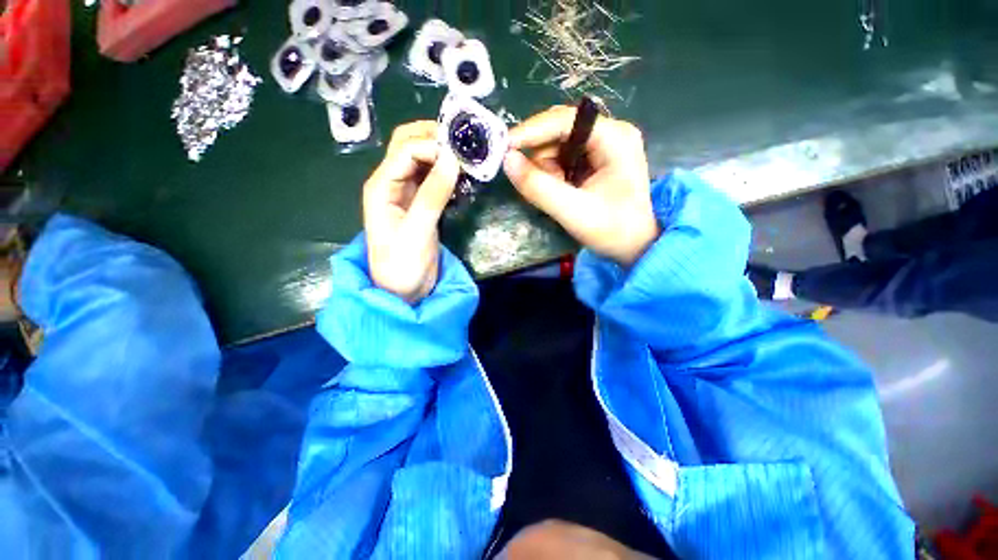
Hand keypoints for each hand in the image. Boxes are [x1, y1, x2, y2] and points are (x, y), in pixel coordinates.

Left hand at [363, 122, 459, 302]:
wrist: (403, 290)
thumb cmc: (402, 264)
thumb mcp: (418, 229)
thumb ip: (434, 194)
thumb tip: (453, 159)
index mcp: (382, 185)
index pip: (406, 149)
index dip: (433, 147)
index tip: (461, 158)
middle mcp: (391, 182)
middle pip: (408, 144)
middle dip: (434, 139)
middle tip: (463, 146)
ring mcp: (406, 192)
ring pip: (421, 159)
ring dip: (441, 154)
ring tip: (466, 159)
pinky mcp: (420, 203)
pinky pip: (432, 178)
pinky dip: (446, 172)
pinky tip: (461, 177)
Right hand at [503, 106, 658, 265]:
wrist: (635, 247)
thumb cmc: (612, 230)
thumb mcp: (572, 211)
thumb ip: (538, 187)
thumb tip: (507, 160)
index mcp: (614, 137)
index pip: (565, 120)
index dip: (531, 131)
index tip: (504, 147)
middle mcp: (610, 133)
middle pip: (560, 131)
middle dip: (542, 158)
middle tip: (536, 184)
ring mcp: (603, 146)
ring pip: (558, 146)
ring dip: (547, 170)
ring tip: (556, 196)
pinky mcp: (596, 160)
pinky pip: (563, 158)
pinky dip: (553, 175)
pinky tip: (560, 192)